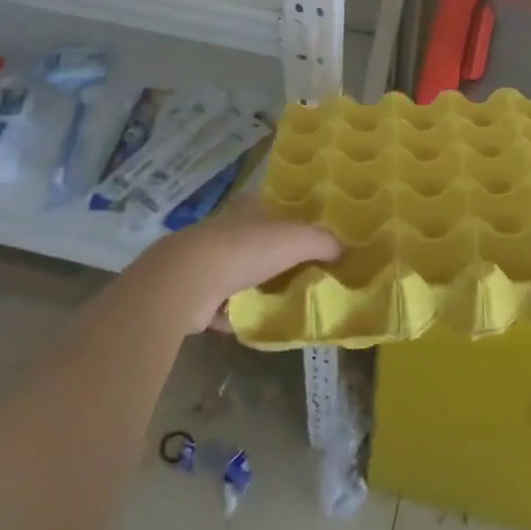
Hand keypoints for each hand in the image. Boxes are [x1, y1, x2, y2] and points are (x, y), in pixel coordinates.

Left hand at [134, 196, 340, 332]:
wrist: (187, 283)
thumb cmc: (245, 249)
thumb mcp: (296, 239)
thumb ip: (322, 241)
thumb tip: (343, 249)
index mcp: (248, 209)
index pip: (272, 205)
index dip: (290, 215)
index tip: (311, 232)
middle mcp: (227, 231)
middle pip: (258, 241)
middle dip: (276, 255)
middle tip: (306, 271)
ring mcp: (208, 263)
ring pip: (240, 273)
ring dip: (255, 286)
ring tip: (284, 301)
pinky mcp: (195, 296)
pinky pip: (223, 306)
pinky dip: (234, 314)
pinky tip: (252, 324)